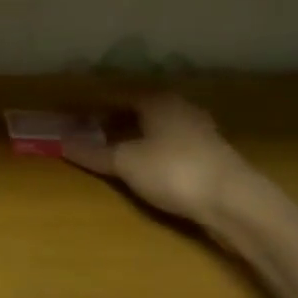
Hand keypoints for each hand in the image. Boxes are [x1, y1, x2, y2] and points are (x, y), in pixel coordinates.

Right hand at [60, 91, 261, 226]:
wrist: (236, 202)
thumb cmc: (174, 171)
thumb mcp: (126, 163)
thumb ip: (93, 153)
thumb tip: (61, 143)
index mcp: (155, 99)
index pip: (114, 95)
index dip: (89, 106)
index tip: (69, 115)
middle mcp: (178, 106)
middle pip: (136, 110)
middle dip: (111, 121)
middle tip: (86, 133)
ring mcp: (199, 129)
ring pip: (155, 128)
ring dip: (132, 137)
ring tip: (111, 152)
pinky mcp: (211, 154)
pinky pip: (170, 145)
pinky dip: (152, 151)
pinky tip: (145, 167)